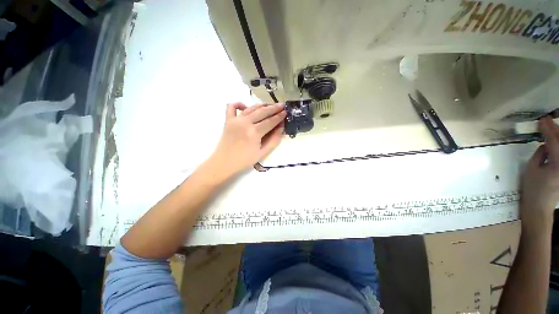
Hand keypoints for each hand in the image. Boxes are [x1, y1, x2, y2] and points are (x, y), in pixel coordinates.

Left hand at [206, 102, 285, 181]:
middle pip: (262, 112)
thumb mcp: (263, 153)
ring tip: (271, 105)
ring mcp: (235, 120)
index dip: (279, 116)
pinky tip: (245, 106)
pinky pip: (232, 107)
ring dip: (262, 105)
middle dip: (274, 108)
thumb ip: (273, 140)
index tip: (286, 112)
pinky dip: (239, 104)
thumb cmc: (245, 160)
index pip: (270, 121)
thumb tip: (281, 128)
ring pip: (251, 108)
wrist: (224, 163)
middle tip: (282, 105)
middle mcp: (245, 122)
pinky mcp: (228, 120)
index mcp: (255, 132)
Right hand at [521, 117, 558, 228]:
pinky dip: (558, 146)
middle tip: (548, 121)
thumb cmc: (532, 189)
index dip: (548, 128)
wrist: (540, 207)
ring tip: (553, 129)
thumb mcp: (532, 170)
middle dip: (556, 130)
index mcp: (557, 164)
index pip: (554, 141)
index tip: (542, 119)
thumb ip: (540, 154)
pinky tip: (554, 142)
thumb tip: (545, 144)